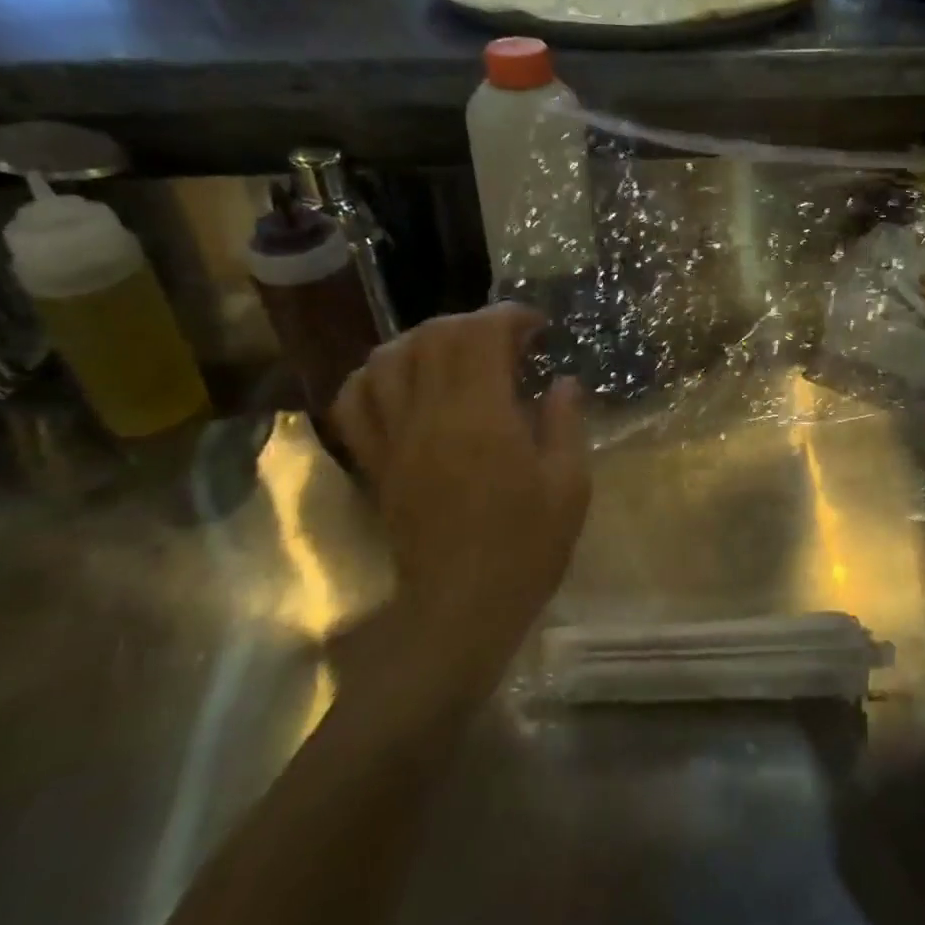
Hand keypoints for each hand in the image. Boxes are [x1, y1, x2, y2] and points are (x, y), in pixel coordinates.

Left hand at [332, 304, 590, 699]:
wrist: (462, 607)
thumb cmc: (527, 547)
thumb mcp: (569, 486)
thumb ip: (566, 423)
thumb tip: (563, 382)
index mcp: (481, 416)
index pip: (481, 335)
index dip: (509, 317)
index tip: (537, 326)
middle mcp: (429, 415)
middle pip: (434, 337)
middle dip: (472, 323)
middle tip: (505, 340)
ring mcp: (394, 437)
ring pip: (388, 359)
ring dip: (422, 340)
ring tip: (453, 352)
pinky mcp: (375, 462)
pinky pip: (354, 402)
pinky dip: (373, 377)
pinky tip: (400, 380)